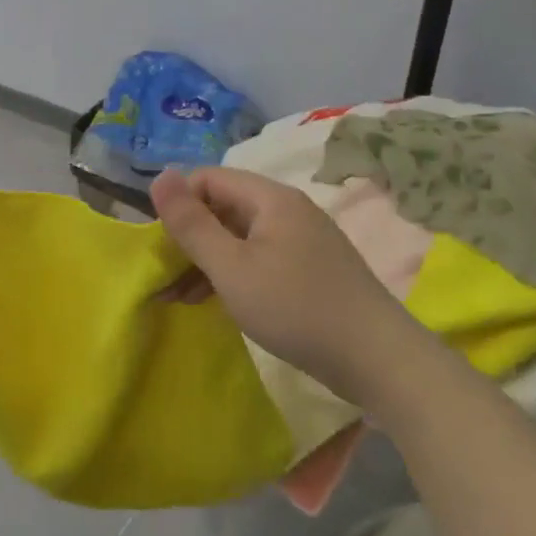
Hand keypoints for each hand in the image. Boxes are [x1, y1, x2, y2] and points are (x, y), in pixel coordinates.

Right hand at [151, 166, 413, 403]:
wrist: (377, 360)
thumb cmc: (296, 308)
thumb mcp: (231, 267)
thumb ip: (191, 223)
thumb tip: (160, 175)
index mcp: (270, 198)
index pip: (208, 179)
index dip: (177, 204)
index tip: (158, 244)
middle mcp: (287, 210)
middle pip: (223, 207)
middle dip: (188, 237)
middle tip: (162, 277)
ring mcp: (302, 240)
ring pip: (239, 236)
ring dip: (206, 260)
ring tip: (178, 297)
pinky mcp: (309, 269)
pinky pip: (258, 257)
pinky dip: (232, 273)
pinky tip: (214, 301)